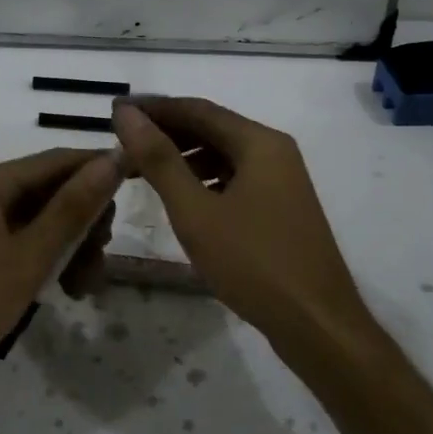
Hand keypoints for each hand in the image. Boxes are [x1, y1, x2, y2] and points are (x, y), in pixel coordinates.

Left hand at [0, 147, 123, 402]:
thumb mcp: (28, 257)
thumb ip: (72, 209)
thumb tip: (111, 159)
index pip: (58, 160)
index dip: (99, 168)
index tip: (140, 182)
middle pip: (52, 192)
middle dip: (84, 223)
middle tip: (100, 260)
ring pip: (43, 223)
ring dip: (71, 248)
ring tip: (83, 289)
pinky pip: (26, 245)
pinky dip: (48, 263)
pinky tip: (63, 291)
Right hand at [112, 99, 365, 344]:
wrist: (317, 325)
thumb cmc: (253, 263)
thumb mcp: (195, 211)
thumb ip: (159, 159)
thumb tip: (126, 114)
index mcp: (259, 143)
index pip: (197, 109)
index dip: (153, 108)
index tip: (114, 113)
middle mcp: (274, 151)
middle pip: (211, 128)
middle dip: (165, 134)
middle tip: (121, 145)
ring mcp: (282, 181)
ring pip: (222, 155)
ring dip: (182, 158)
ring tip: (141, 173)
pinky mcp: (281, 208)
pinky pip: (234, 179)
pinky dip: (203, 181)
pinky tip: (181, 199)